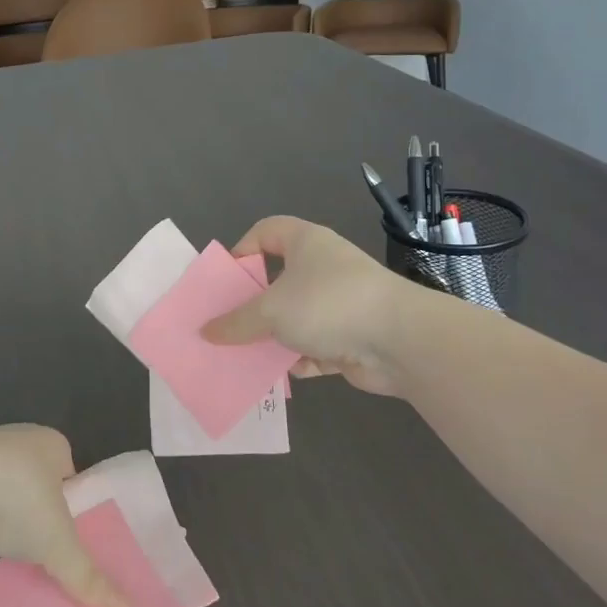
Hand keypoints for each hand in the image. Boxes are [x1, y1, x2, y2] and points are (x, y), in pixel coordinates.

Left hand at [0, 425, 129, 606]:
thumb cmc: (17, 501)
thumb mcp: (59, 545)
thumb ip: (89, 578)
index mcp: (51, 442)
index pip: (70, 472)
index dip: (72, 502)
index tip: (68, 534)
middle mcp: (18, 439)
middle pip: (38, 479)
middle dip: (39, 508)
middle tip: (43, 545)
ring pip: (4, 487)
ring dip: (6, 513)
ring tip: (10, 548)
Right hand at [201, 216, 419, 395]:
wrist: (400, 341)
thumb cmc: (328, 304)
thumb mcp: (271, 310)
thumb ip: (236, 322)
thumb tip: (206, 331)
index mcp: (306, 242)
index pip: (266, 231)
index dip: (242, 250)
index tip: (226, 281)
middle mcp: (323, 268)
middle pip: (278, 280)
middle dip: (253, 305)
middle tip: (227, 324)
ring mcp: (339, 304)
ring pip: (295, 318)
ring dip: (273, 338)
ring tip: (244, 356)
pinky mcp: (351, 338)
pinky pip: (315, 347)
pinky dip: (298, 360)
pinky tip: (279, 375)